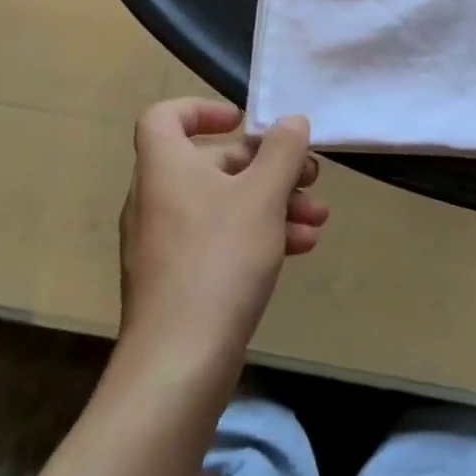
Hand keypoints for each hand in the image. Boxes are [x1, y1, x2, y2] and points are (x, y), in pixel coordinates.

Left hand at [118, 98, 327, 362]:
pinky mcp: (177, 281)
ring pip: (223, 204)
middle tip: (309, 175)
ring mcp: (165, 244)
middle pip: (212, 162)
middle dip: (267, 166)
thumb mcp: (263, 195)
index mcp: (165, 167)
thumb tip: (290, 121)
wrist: (177, 367)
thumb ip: (282, 150)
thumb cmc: (218, 260)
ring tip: (317, 217)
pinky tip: (301, 248)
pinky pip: (219, 240)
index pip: (166, 116)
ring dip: (273, 203)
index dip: (203, 109)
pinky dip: (257, 235)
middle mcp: (157, 199)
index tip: (244, 121)